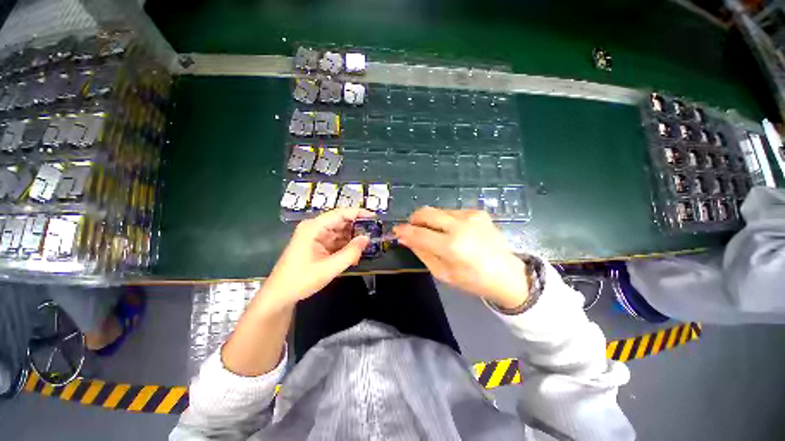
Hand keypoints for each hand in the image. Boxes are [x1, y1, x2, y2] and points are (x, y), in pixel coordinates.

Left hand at [261, 208, 373, 306]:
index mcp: (313, 228)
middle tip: (374, 234)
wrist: (280, 295)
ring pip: (340, 232)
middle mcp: (315, 228)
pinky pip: (336, 241)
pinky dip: (346, 246)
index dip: (358, 213)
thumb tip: (367, 238)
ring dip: (352, 239)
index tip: (374, 217)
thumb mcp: (329, 268)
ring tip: (367, 246)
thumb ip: (350, 253)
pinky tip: (355, 254)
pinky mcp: (318, 245)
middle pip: (341, 221)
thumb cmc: (300, 280)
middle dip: (357, 228)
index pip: (339, 214)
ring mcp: (316, 236)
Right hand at [394, 207, 528, 308]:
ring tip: (437, 235)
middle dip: (414, 219)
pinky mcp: (477, 212)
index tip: (396, 231)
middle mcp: (461, 225)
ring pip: (437, 211)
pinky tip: (453, 232)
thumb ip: (422, 253)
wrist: (507, 274)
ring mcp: (470, 215)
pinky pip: (451, 212)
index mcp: (452, 246)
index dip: (404, 231)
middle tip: (412, 229)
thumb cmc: (473, 280)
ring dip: (430, 221)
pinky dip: (445, 220)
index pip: (419, 234)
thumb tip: (405, 238)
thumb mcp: (443, 273)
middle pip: (426, 212)